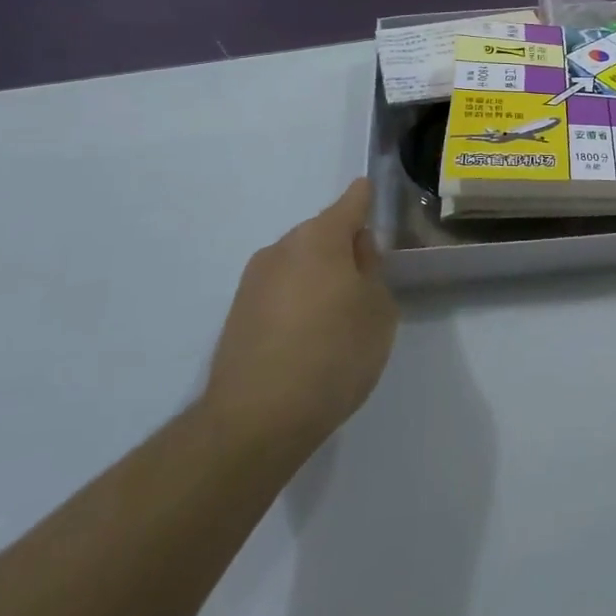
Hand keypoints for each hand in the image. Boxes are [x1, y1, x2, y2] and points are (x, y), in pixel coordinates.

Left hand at [201, 178, 398, 464]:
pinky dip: (297, 302)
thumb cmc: (333, 354)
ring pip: (299, 264)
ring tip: (337, 317)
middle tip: (366, 280)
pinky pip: (279, 293)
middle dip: (343, 247)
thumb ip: (372, 271)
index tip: (372, 194)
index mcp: (320, 238)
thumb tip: (355, 253)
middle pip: (322, 234)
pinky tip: (308, 338)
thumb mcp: (378, 311)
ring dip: (318, 277)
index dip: (365, 198)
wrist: (255, 420)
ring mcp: (253, 282)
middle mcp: (281, 249)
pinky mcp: (237, 315)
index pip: (351, 202)